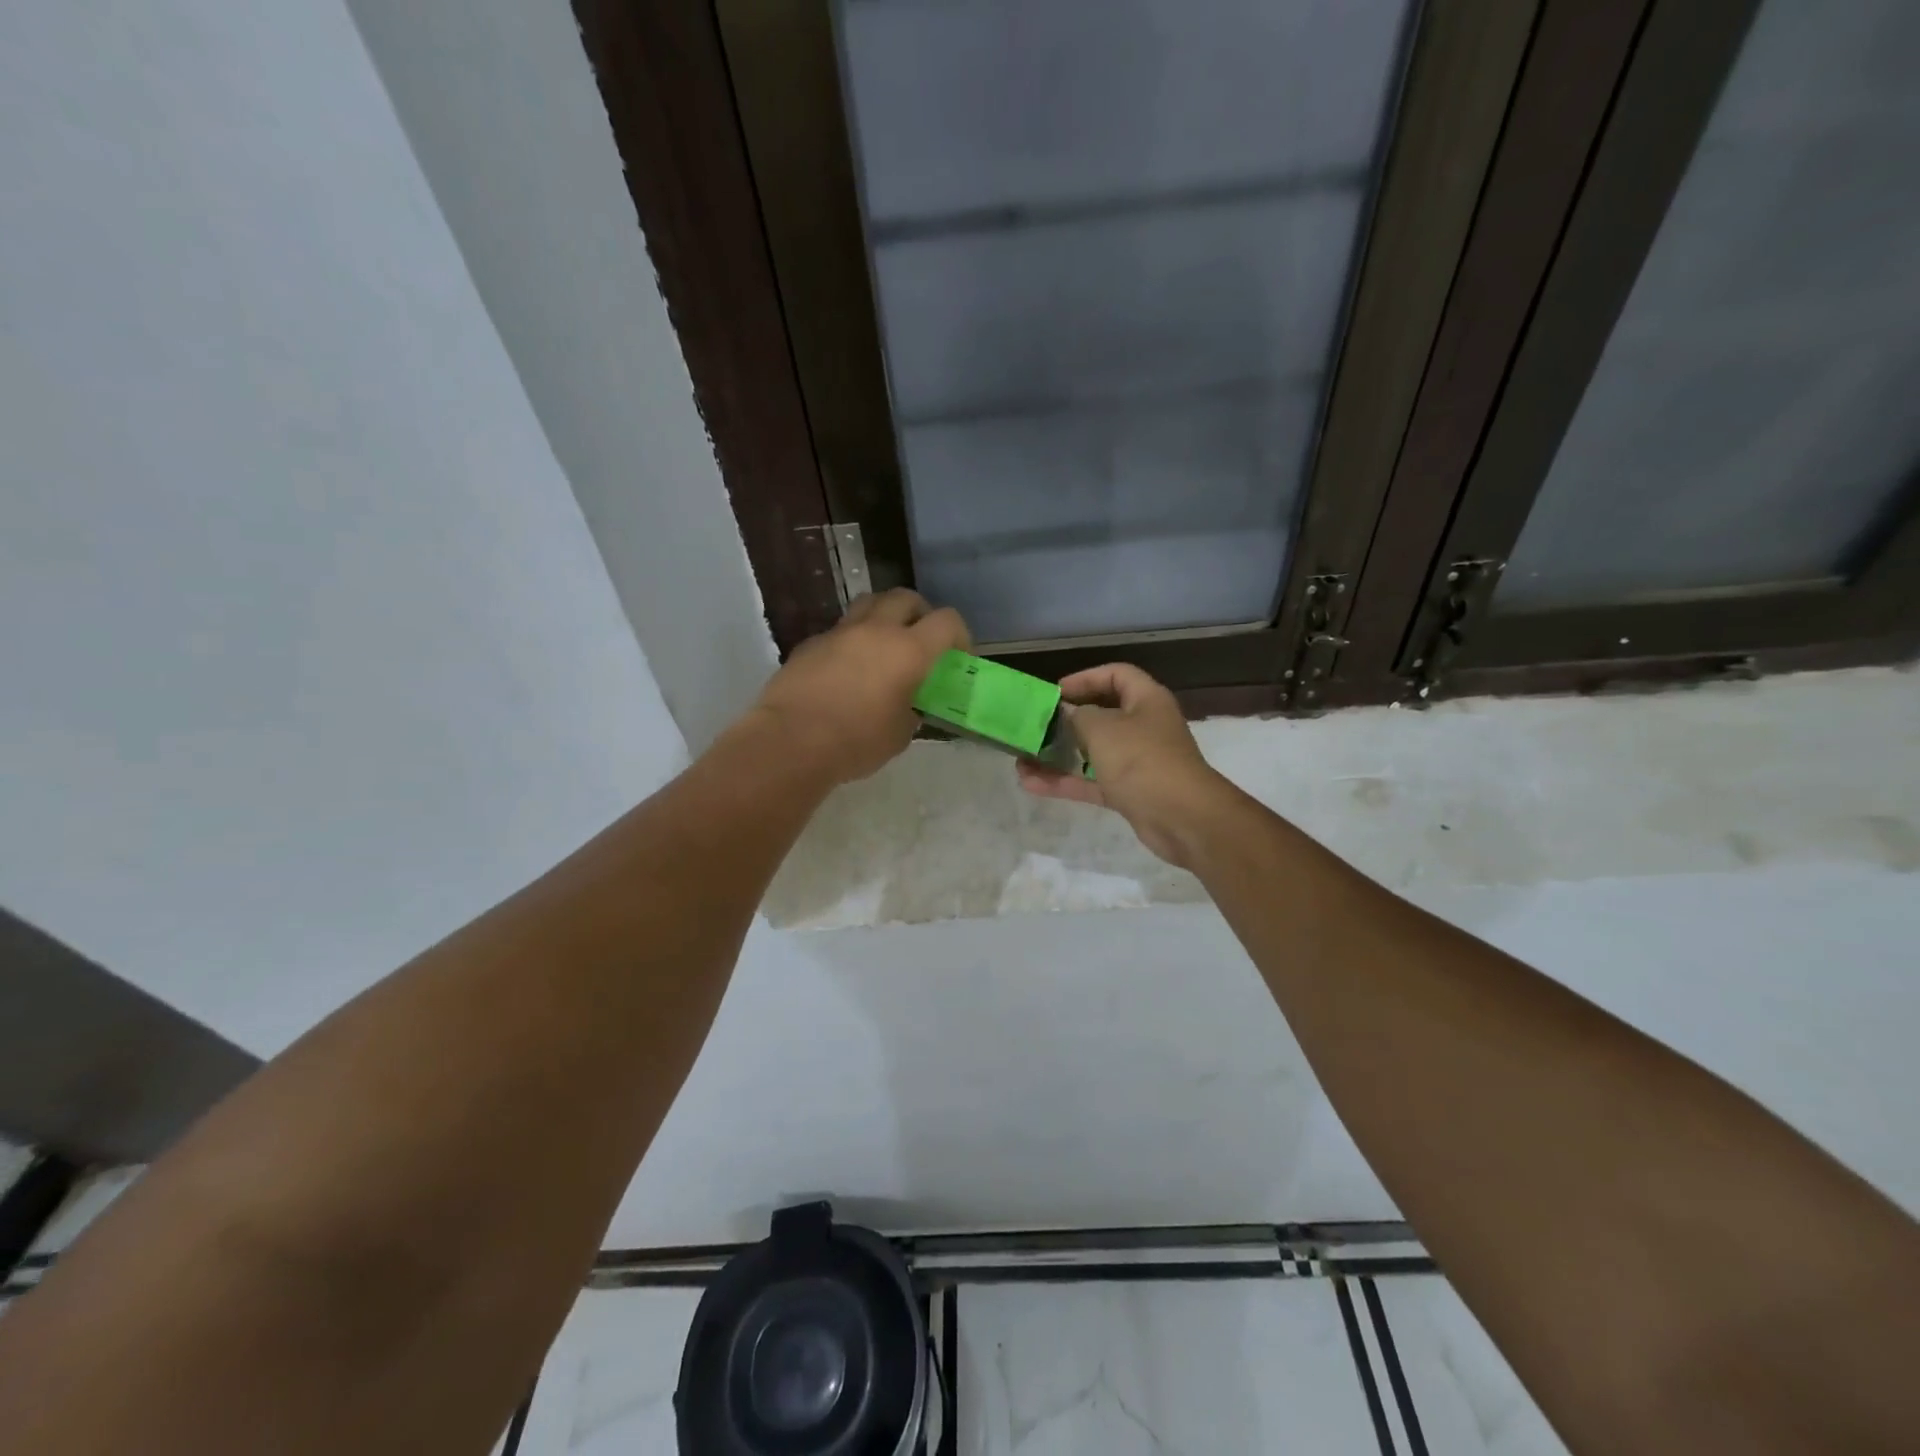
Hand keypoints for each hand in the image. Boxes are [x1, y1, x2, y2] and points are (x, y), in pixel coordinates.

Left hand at [753, 589, 969, 785]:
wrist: (791, 741)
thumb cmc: (856, 742)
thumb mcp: (899, 734)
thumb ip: (910, 711)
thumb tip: (908, 704)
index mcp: (908, 651)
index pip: (947, 621)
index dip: (959, 635)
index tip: (957, 656)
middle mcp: (876, 630)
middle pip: (906, 598)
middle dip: (920, 613)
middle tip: (920, 639)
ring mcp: (839, 633)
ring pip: (868, 603)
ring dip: (883, 616)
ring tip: (884, 644)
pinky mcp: (810, 644)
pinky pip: (838, 631)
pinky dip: (851, 641)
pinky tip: (846, 670)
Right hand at [1016, 663, 1233, 868]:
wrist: (1182, 818)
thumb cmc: (1142, 760)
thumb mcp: (1103, 729)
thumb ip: (1078, 716)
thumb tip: (1067, 713)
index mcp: (1146, 700)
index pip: (1115, 675)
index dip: (1085, 678)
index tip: (1054, 693)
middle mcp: (1144, 726)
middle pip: (1102, 714)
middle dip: (1067, 719)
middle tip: (1036, 725)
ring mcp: (1137, 761)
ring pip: (1092, 752)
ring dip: (1059, 754)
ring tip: (1022, 757)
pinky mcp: (1129, 791)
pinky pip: (1091, 781)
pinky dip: (1065, 781)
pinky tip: (1031, 783)